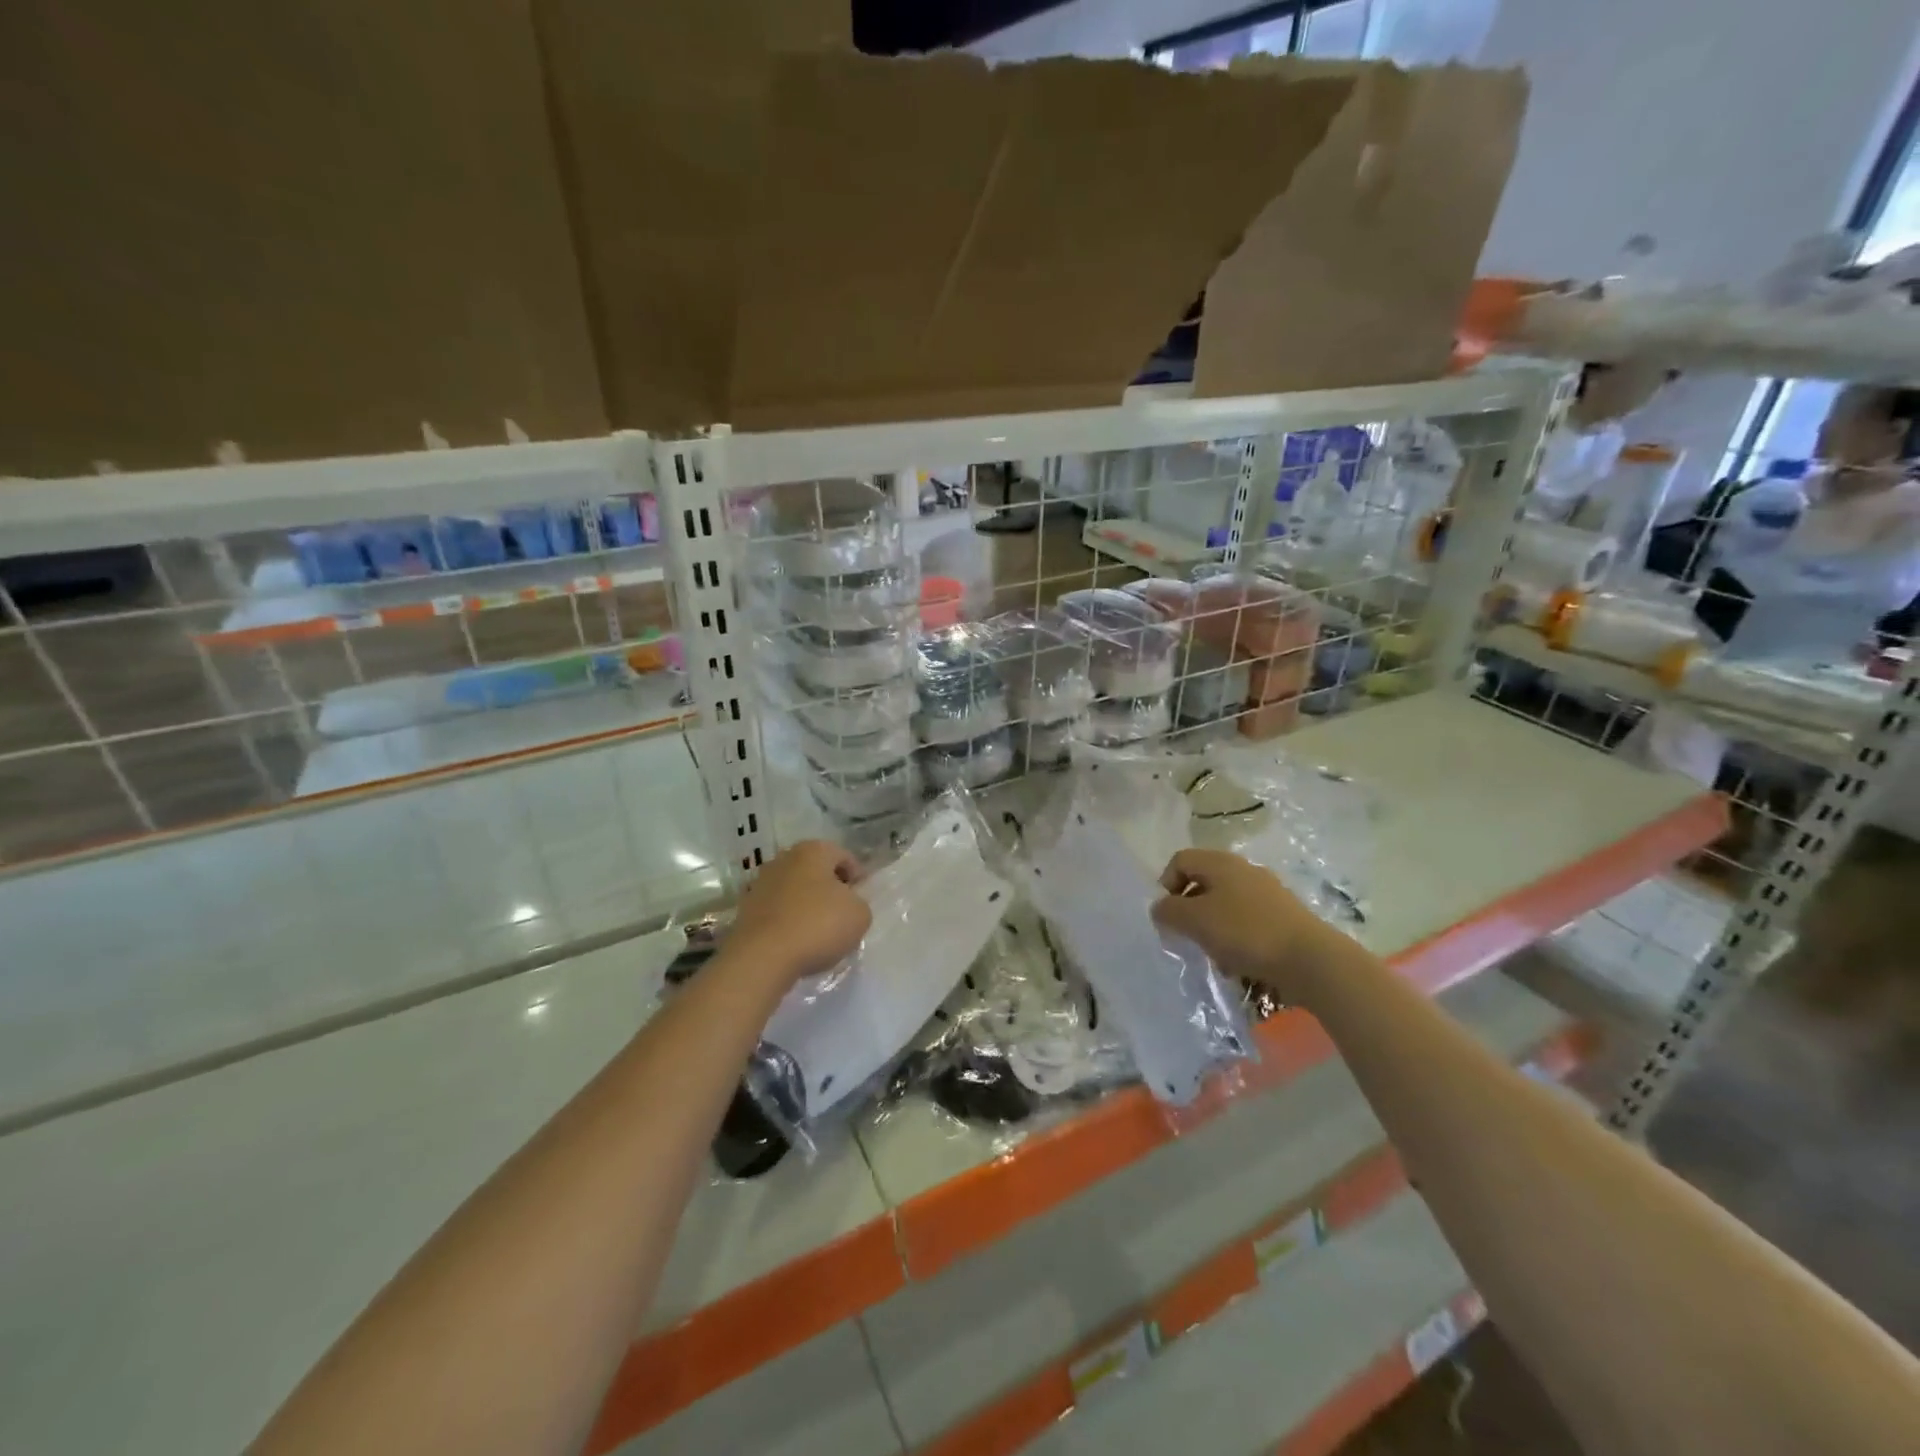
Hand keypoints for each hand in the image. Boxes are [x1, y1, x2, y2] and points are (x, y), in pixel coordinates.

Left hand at [730, 840, 871, 982]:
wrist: (762, 957)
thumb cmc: (818, 925)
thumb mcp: (859, 915)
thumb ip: (859, 903)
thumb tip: (847, 904)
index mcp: (813, 851)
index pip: (844, 857)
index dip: (857, 878)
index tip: (861, 900)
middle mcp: (784, 859)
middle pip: (816, 871)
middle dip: (830, 889)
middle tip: (842, 914)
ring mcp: (761, 883)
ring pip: (794, 890)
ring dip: (807, 904)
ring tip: (819, 932)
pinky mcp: (746, 908)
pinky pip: (777, 910)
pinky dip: (788, 920)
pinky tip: (796, 941)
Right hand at [1151, 849, 1349, 1003]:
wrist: (1310, 960)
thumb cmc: (1245, 932)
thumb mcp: (1195, 920)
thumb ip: (1169, 911)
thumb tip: (1160, 908)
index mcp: (1221, 862)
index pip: (1180, 860)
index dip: (1165, 885)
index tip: (1167, 916)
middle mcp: (1244, 870)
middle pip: (1203, 882)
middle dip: (1189, 910)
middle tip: (1186, 936)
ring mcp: (1267, 893)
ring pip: (1225, 905)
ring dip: (1212, 928)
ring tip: (1213, 954)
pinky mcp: (1283, 917)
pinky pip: (1247, 922)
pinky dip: (1236, 939)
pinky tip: (1238, 962)